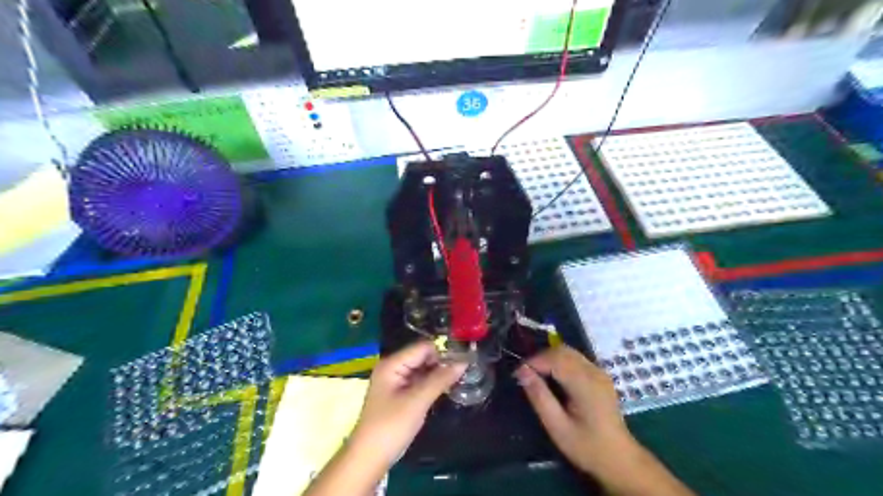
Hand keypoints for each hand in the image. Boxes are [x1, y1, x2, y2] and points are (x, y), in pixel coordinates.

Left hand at [350, 340, 463, 465]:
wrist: (368, 459)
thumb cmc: (391, 427)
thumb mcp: (417, 402)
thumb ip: (440, 380)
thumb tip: (464, 362)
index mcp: (392, 364)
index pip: (423, 347)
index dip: (443, 352)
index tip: (464, 361)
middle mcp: (393, 368)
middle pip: (423, 357)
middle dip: (442, 363)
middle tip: (465, 372)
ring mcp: (395, 381)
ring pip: (422, 370)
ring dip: (439, 374)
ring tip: (461, 379)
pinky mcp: (399, 395)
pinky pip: (419, 382)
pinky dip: (432, 384)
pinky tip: (446, 389)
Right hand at [515, 346, 638, 475]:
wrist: (620, 460)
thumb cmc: (586, 447)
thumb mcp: (557, 426)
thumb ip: (539, 396)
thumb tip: (522, 371)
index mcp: (585, 384)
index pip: (554, 358)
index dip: (533, 361)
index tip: (518, 374)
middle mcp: (594, 372)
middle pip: (562, 351)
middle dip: (540, 358)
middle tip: (525, 375)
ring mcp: (599, 372)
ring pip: (569, 352)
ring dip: (550, 358)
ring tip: (536, 375)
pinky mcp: (600, 376)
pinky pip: (576, 359)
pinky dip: (560, 361)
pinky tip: (553, 378)